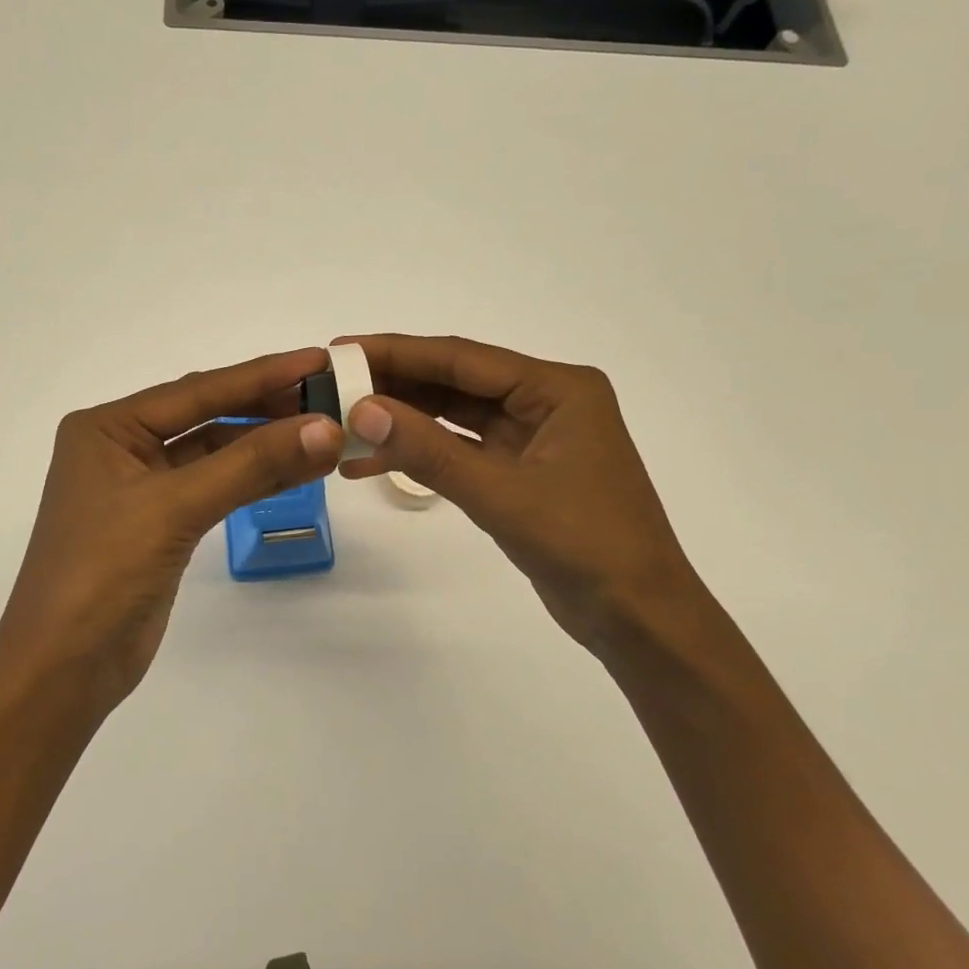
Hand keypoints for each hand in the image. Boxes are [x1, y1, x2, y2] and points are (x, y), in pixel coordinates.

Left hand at [0, 348, 343, 716]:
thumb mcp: (175, 508)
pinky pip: (217, 488)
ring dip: (267, 445)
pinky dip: (256, 480)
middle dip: (267, 407)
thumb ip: (251, 465)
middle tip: (330, 396)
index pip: (197, 391)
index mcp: (108, 427)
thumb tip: (327, 429)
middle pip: (207, 416)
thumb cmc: (102, 573)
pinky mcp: (162, 525)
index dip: (261, 374)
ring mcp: (143, 488)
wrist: (65, 668)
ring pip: (216, 454)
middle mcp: (123, 448)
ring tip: (327, 432)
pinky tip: (298, 470)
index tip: (318, 359)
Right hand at [335, 334, 709, 664]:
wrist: (637, 618)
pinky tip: (372, 463)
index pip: (461, 359)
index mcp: (557, 389)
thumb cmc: (585, 545)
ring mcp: (531, 438)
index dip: (397, 352)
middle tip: (331, 388)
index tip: (341, 350)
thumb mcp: (501, 494)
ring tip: (341, 428)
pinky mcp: (519, 472)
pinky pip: (459, 451)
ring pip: (452, 418)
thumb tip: (361, 410)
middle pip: (455, 383)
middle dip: (393, 386)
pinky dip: (420, 455)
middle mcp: (544, 402)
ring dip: (401, 423)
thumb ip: (429, 450)